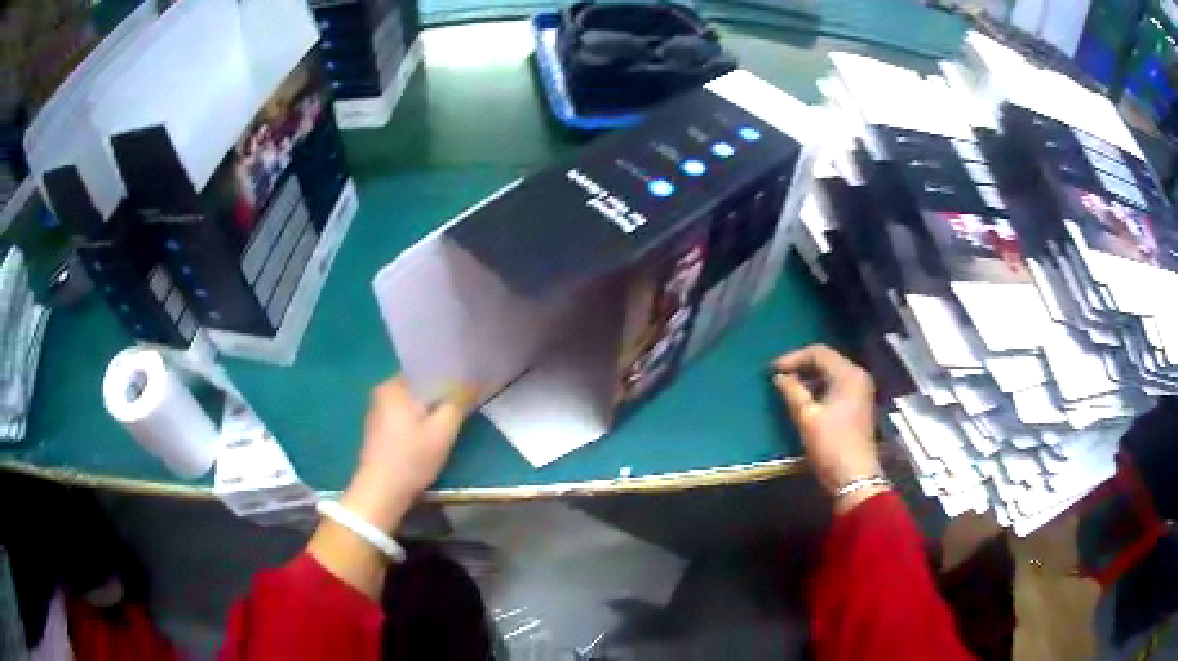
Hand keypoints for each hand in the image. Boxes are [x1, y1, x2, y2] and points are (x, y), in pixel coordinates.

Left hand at [309, 378, 473, 599]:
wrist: (381, 494)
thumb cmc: (411, 459)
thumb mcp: (442, 431)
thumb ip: (459, 402)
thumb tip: (475, 379)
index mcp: (393, 386)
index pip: (426, 368)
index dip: (450, 373)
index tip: (470, 379)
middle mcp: (382, 392)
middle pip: (419, 386)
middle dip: (442, 392)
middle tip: (467, 398)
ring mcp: (377, 411)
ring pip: (413, 402)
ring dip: (431, 407)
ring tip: (455, 413)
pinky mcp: (379, 430)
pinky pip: (405, 415)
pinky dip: (420, 419)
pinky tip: (434, 431)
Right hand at [772, 345, 882, 507]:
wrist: (854, 476)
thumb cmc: (831, 444)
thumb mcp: (807, 417)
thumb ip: (792, 391)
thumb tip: (779, 376)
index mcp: (848, 374)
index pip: (818, 352)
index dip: (793, 357)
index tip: (773, 370)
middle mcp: (857, 376)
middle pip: (827, 360)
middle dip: (801, 366)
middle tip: (779, 376)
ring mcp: (860, 391)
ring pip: (831, 374)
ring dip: (809, 378)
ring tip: (788, 387)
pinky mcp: (858, 405)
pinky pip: (836, 386)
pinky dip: (819, 388)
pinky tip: (804, 399)